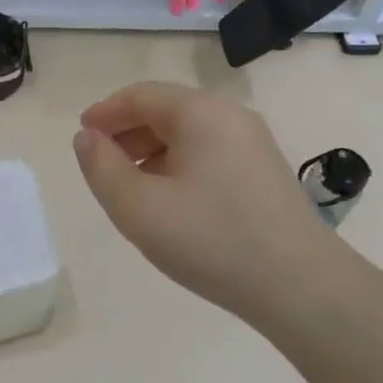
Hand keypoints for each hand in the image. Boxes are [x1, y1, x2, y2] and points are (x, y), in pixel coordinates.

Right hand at [73, 82, 339, 327]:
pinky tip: (170, 201)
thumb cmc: (211, 240)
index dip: (105, 113)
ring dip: (151, 150)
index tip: (81, 137)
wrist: (301, 287)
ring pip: (188, 133)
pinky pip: (209, 152)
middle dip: (126, 132)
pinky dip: (178, 164)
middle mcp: (230, 116)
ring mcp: (253, 143)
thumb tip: (88, 137)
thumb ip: (101, 167)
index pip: (140, 96)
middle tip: (101, 165)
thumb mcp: (138, 207)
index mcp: (200, 113)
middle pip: (166, 110)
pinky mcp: (264, 171)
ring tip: (131, 187)